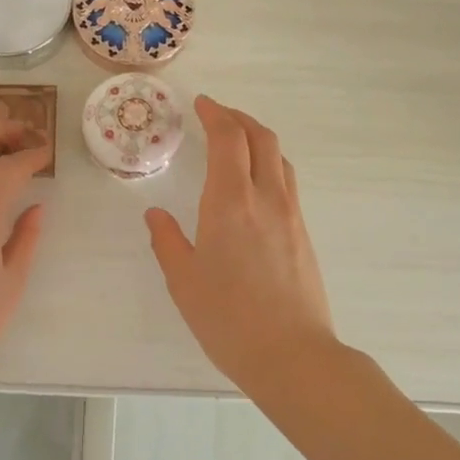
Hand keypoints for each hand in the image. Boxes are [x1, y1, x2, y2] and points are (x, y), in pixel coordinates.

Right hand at [146, 96, 337, 392]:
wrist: (292, 355)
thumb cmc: (228, 319)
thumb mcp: (184, 281)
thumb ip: (167, 241)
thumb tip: (155, 214)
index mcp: (230, 202)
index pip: (228, 139)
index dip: (215, 114)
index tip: (201, 104)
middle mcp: (266, 198)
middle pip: (262, 138)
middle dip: (239, 118)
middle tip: (217, 115)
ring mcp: (291, 215)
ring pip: (281, 158)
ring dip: (259, 139)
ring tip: (238, 143)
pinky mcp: (303, 234)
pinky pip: (288, 183)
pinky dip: (270, 165)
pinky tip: (255, 185)